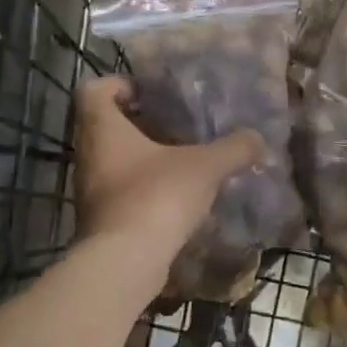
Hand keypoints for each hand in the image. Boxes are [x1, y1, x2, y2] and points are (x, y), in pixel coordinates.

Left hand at [74, 77, 263, 259]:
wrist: (126, 262)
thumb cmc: (157, 196)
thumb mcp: (205, 166)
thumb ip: (233, 149)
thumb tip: (257, 139)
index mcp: (102, 128)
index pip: (94, 89)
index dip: (119, 84)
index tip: (149, 93)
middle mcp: (89, 155)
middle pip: (105, 126)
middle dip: (139, 123)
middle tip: (175, 124)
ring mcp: (92, 190)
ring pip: (114, 160)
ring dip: (143, 157)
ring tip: (182, 159)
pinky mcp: (102, 220)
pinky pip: (122, 191)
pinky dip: (145, 188)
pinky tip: (177, 196)